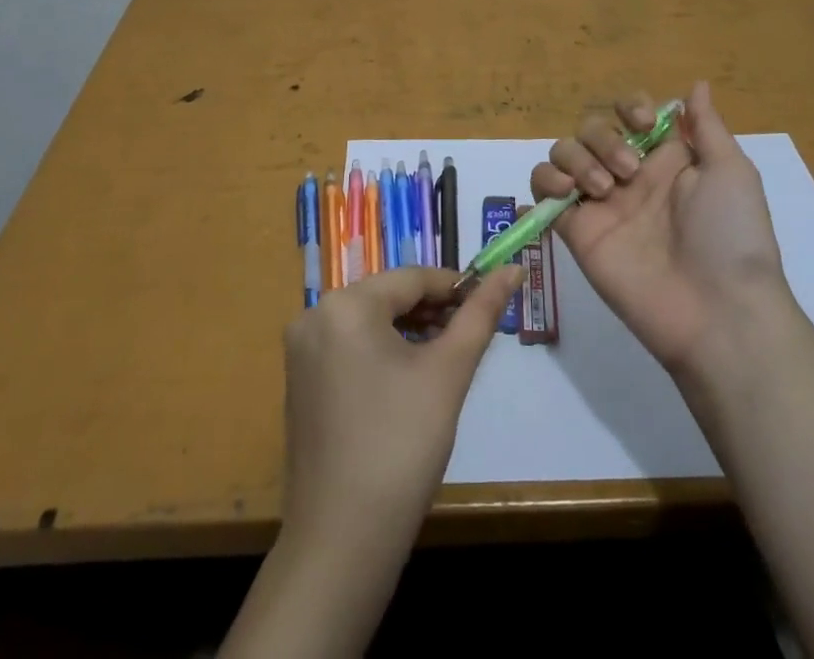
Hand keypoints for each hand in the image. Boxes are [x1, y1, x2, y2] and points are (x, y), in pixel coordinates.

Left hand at [280, 263, 524, 552]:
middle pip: (388, 296)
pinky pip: (349, 347)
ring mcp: (302, 350)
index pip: (412, 277)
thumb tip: (513, 269)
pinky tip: (409, 380)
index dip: (455, 286)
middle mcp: (315, 315)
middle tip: (472, 334)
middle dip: (432, 310)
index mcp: (346, 304)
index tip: (490, 302)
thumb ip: (481, 314)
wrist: (342, 543)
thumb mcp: (449, 372)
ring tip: (447, 356)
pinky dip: (382, 352)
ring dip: (410, 330)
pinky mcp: (299, 382)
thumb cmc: (402, 446)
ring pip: (369, 321)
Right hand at [531, 80, 783, 372]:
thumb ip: (706, 126)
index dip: (630, 107)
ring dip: (577, 158)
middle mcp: (628, 174)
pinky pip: (543, 190)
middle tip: (629, 174)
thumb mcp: (731, 172)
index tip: (643, 125)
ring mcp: (599, 202)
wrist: (716, 311)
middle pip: (591, 127)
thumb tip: (696, 84)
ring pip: (563, 152)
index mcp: (664, 158)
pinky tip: (569, 193)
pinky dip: (546, 180)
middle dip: (604, 139)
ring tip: (602, 191)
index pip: (629, 113)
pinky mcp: (576, 230)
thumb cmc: (730, 236)